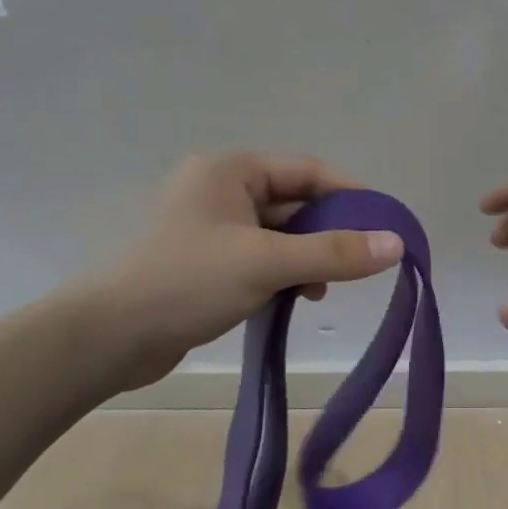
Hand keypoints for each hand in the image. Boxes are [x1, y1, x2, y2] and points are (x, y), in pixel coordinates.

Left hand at [80, 153, 403, 390]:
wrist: (111, 337)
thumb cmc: (189, 282)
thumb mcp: (268, 263)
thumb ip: (334, 252)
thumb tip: (397, 244)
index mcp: (230, 171)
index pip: (306, 170)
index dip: (349, 194)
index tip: (385, 222)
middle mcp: (220, 190)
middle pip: (293, 203)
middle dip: (327, 233)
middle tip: (359, 263)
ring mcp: (210, 228)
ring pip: (278, 235)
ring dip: (306, 259)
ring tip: (321, 291)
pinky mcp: (205, 263)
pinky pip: (259, 258)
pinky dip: (282, 274)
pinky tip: (294, 299)